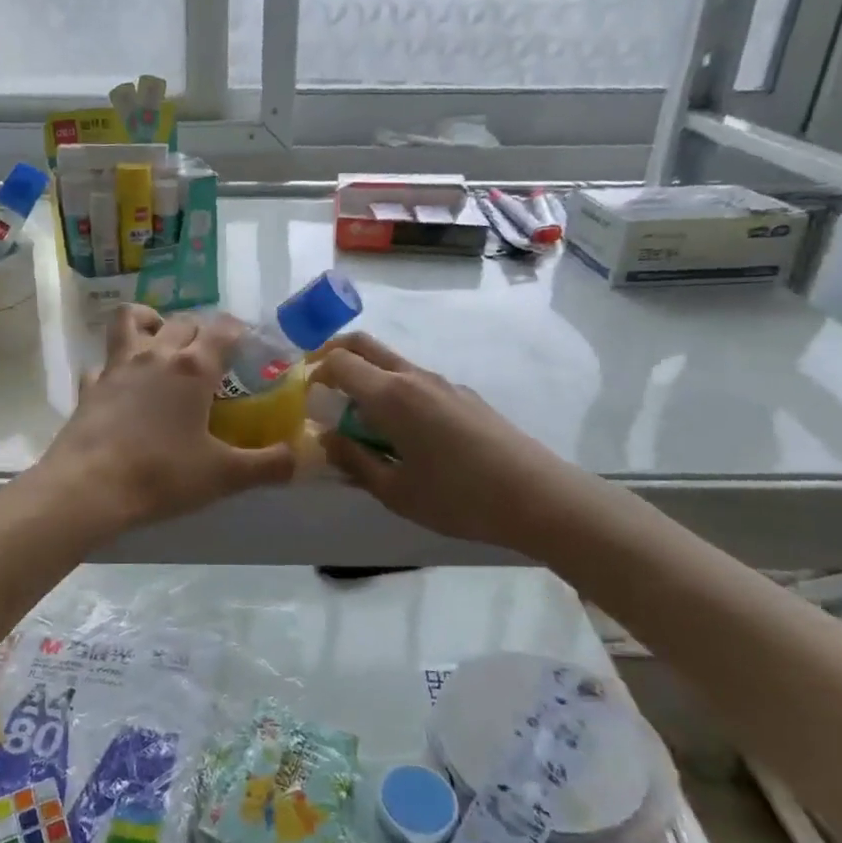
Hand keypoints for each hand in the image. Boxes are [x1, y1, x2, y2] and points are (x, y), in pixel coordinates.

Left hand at [33, 306, 296, 535]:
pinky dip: (115, 366)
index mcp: (194, 368)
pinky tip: (122, 386)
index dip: (239, 332)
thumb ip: (268, 465)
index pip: (223, 329)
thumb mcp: (224, 476)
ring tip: (161, 343)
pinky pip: (103, 362)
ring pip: (132, 320)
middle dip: (201, 331)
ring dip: (150, 322)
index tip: (249, 346)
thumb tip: (302, 458)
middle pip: (183, 322)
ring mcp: (117, 366)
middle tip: (212, 357)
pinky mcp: (90, 386)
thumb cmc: (162, 475)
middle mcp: (156, 355)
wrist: (89, 488)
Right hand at [310, 332, 597, 552]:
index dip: (313, 372)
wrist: (539, 498)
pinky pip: (415, 381)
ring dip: (365, 376)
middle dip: (333, 354)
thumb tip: (325, 439)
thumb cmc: (459, 498)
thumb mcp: (396, 491)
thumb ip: (354, 461)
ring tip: (357, 420)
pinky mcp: (463, 396)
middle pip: (364, 345)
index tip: (302, 396)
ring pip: (391, 363)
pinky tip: (401, 433)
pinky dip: (392, 391)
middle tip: (317, 384)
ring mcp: (443, 383)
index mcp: (392, 395)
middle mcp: (415, 377)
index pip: (339, 362)